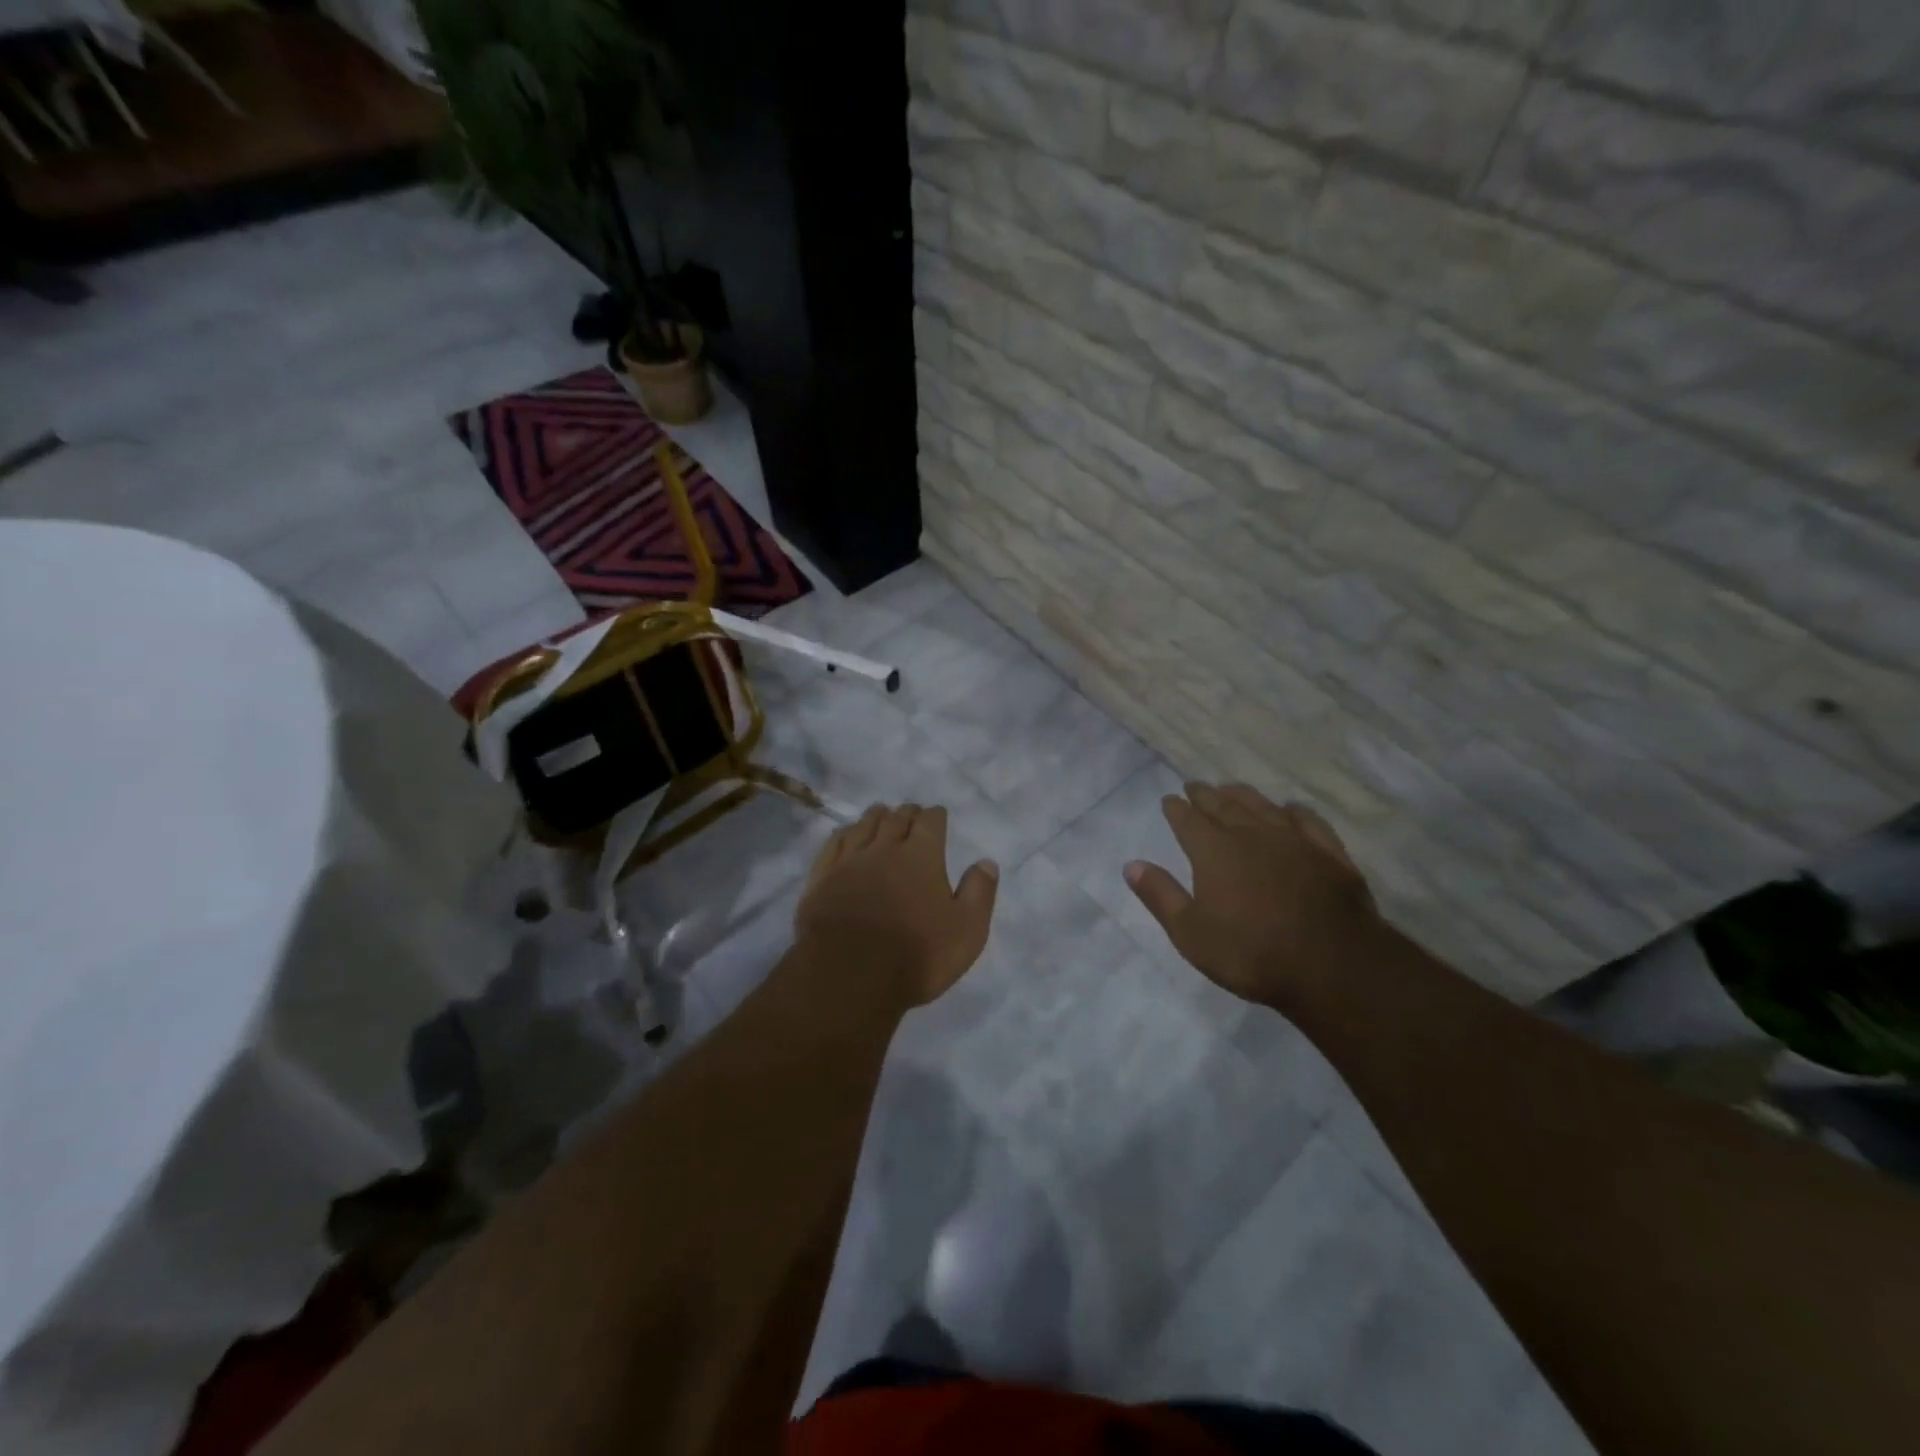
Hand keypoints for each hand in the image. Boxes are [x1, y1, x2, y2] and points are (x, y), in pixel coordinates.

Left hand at [795, 803, 998, 1007]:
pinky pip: (835, 843)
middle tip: (911, 813)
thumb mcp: (966, 930)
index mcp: (922, 856)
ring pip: (864, 825)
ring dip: (876, 817)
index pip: (930, 822)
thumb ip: (979, 892)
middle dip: (907, 813)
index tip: (938, 815)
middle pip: (897, 818)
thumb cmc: (916, 954)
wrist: (849, 974)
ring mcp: (850, 860)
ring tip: (881, 814)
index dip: (935, 816)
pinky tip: (847, 834)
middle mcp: (885, 848)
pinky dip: (845, 833)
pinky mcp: (822, 877)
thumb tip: (987, 862)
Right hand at [1125, 782, 1378, 1012]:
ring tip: (1231, 788)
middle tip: (1194, 786)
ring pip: (1262, 805)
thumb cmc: (1252, 953)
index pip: (1188, 820)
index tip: (1169, 800)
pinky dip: (1293, 811)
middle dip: (1204, 795)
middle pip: (1223, 805)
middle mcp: (1251, 834)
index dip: (1175, 808)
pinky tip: (1290, 809)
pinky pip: (1307, 820)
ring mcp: (1293, 840)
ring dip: (1242, 794)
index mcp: (1214, 851)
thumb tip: (1131, 864)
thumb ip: (1160, 896)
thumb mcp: (1191, 933)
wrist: (1334, 966)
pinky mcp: (1328, 852)